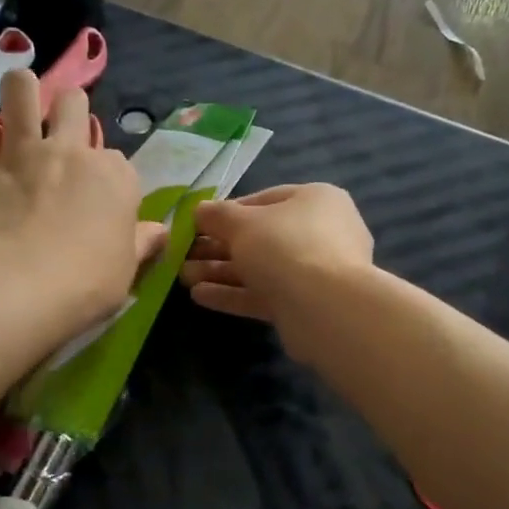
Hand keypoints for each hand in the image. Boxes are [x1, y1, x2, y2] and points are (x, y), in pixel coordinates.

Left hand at [0, 70, 165, 320]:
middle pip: (73, 102)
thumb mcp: (128, 268)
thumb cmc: (89, 283)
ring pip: (20, 88)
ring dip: (20, 93)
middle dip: (68, 111)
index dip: (106, 176)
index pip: (117, 160)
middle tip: (58, 137)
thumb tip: (159, 232)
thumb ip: (142, 243)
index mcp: (115, 176)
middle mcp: (72, 151)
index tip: (98, 200)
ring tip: (17, 112)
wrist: (27, 287)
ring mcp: (23, 152)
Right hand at [180, 184, 374, 353]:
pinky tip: (199, 296)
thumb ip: (216, 215)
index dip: (227, 212)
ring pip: (260, 268)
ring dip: (220, 272)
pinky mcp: (305, 305)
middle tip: (183, 254)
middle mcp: (321, 233)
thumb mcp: (242, 224)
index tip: (197, 224)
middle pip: (260, 237)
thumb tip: (198, 210)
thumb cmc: (285, 247)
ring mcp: (315, 272)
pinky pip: (264, 294)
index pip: (264, 200)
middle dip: (218, 247)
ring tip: (183, 276)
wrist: (324, 308)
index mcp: (316, 200)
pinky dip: (234, 294)